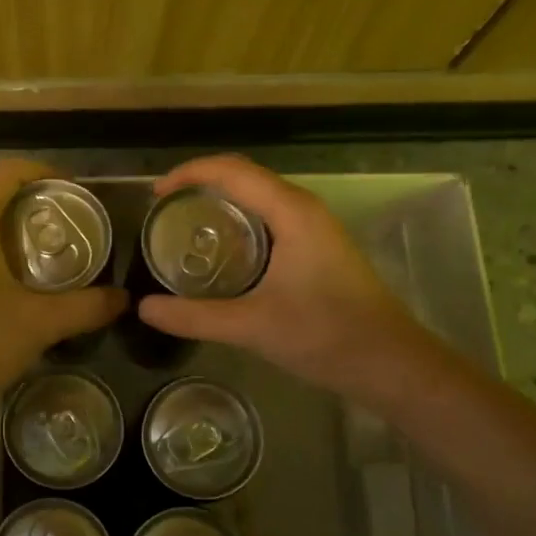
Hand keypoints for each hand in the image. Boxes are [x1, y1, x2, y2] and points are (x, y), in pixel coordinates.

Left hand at [0, 159, 126, 418]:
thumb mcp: (39, 324)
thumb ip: (86, 306)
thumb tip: (122, 299)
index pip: (6, 171)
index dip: (44, 173)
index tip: (74, 192)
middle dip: (29, 205)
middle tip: (66, 229)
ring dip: (6, 231)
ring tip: (42, 258)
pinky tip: (7, 287)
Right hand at [138, 154, 420, 395]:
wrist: (391, 364)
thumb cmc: (326, 336)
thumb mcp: (253, 326)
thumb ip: (195, 316)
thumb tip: (143, 308)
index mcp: (292, 212)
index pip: (233, 171)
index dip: (190, 173)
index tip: (155, 195)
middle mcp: (304, 209)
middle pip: (246, 176)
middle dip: (202, 183)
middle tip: (164, 210)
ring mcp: (315, 228)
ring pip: (260, 197)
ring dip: (222, 201)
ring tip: (184, 225)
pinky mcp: (318, 248)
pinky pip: (271, 218)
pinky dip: (240, 222)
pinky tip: (222, 252)